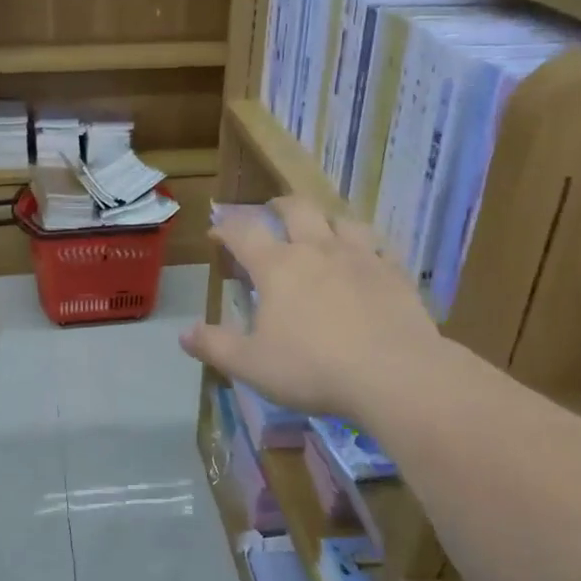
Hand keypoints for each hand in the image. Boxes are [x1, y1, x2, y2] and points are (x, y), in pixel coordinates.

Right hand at [180, 198, 450, 423]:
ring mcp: (361, 258)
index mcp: (278, 267)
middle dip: (279, 206)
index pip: (244, 232)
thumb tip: (184, 333)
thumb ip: (215, 346)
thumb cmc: (313, 368)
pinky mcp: (395, 274)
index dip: (226, 227)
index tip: (217, 232)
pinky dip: (366, 248)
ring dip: (326, 220)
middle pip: (297, 209)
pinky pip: (379, 247)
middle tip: (271, 212)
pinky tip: (368, 261)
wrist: (394, 375)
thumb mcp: (251, 365)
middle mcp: (318, 250)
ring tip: (322, 230)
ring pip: (342, 220)